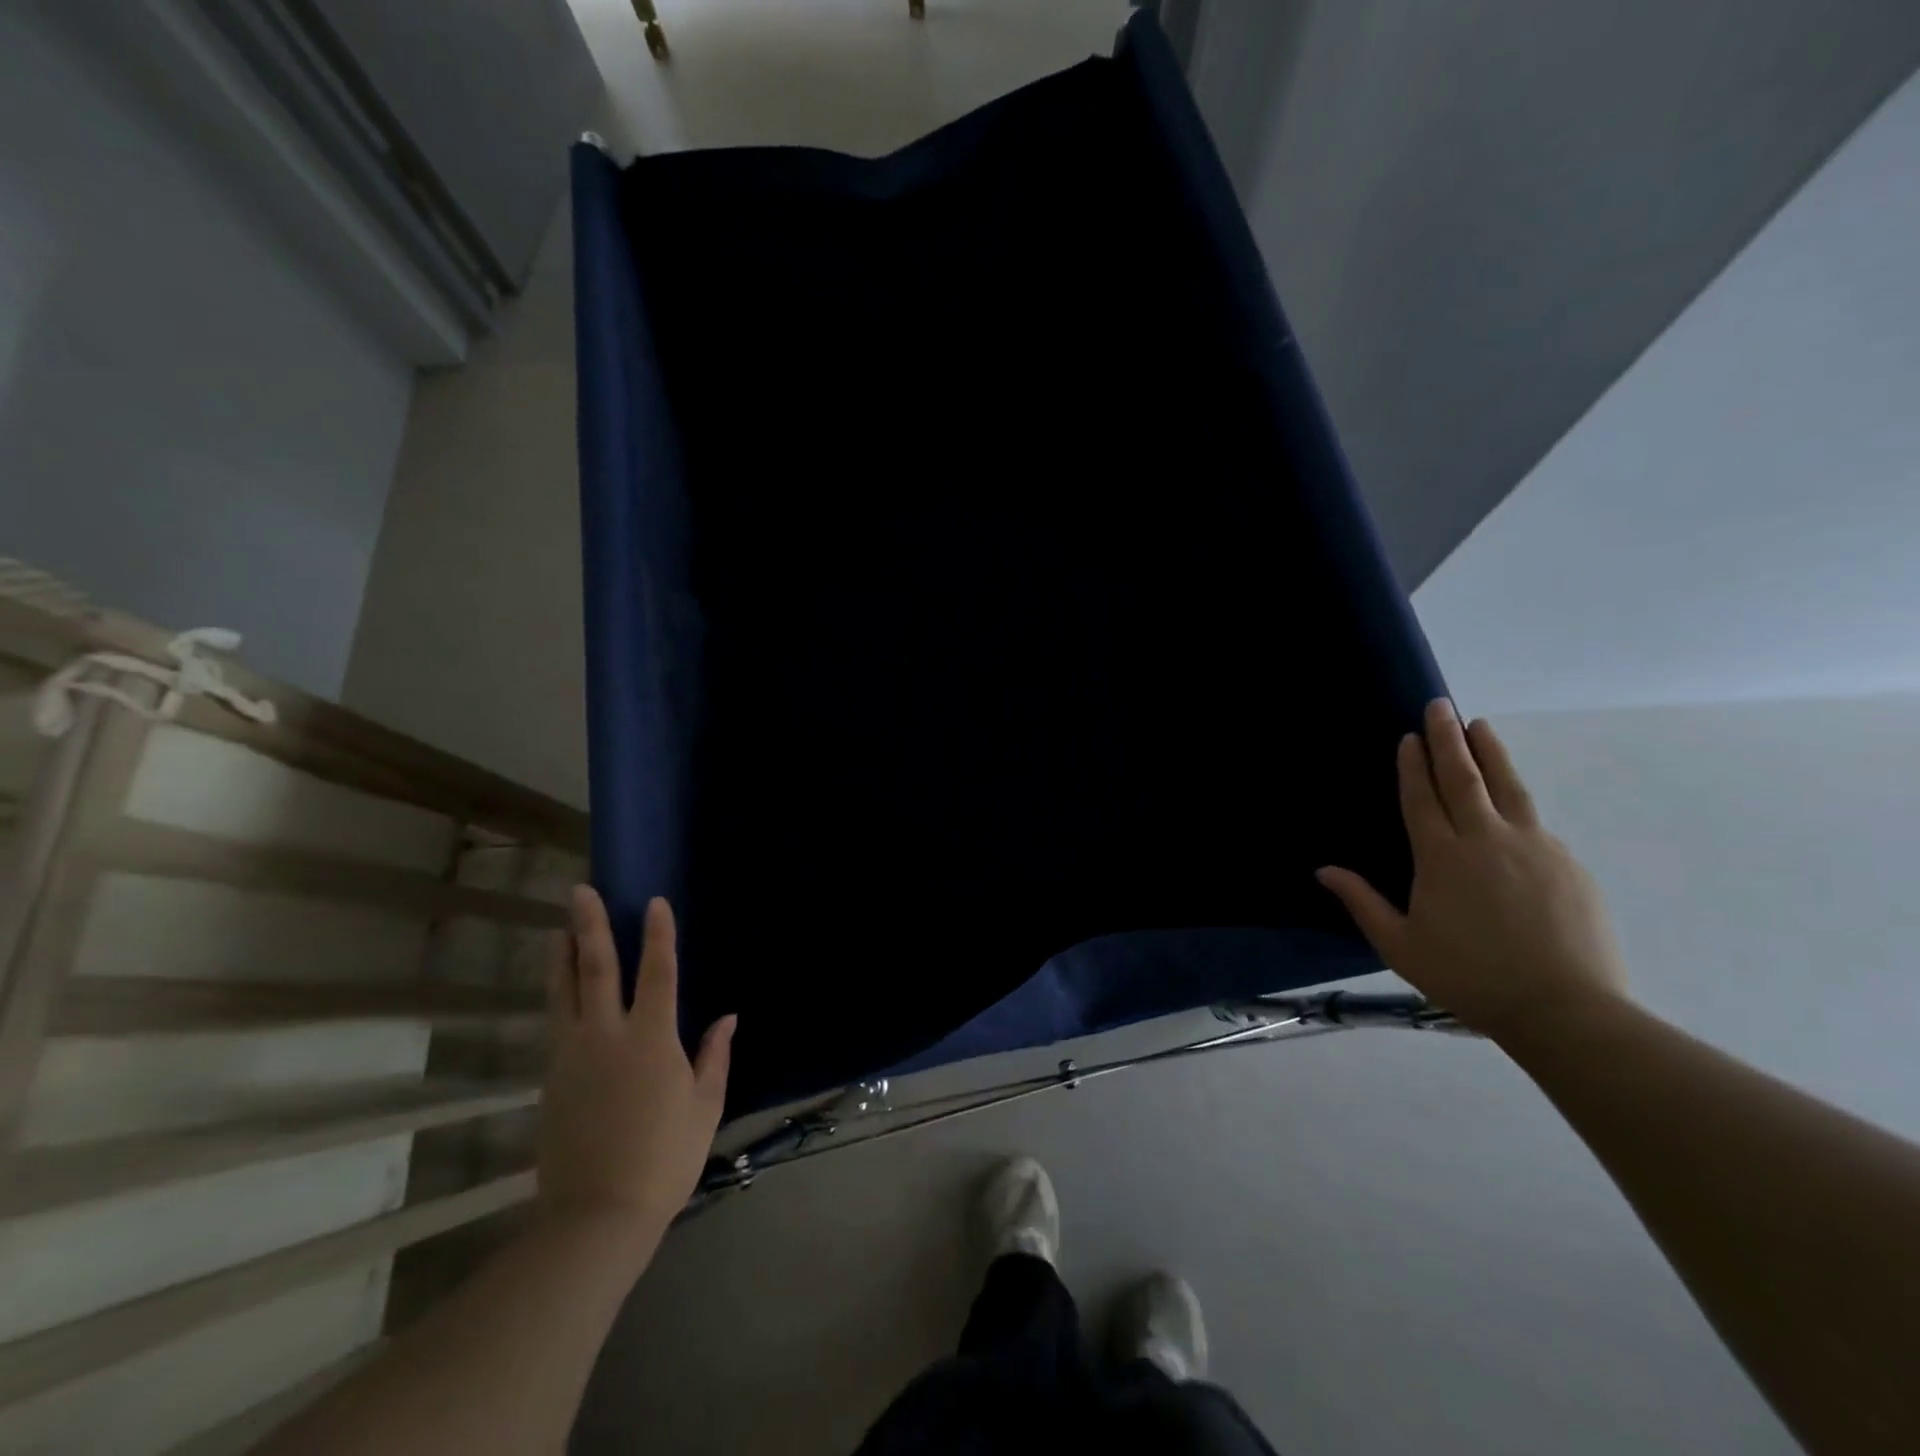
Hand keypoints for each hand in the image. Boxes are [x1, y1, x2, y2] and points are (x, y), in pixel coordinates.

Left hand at [537, 887, 734, 1251]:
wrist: (597, 1214)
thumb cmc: (665, 1157)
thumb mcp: (705, 1105)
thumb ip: (715, 1055)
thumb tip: (728, 1017)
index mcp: (652, 1039)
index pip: (657, 972)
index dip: (658, 934)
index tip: (654, 902)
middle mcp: (607, 1036)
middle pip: (596, 968)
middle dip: (589, 926)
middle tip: (580, 891)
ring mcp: (572, 1055)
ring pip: (563, 992)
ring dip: (562, 955)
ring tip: (560, 927)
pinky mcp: (552, 1078)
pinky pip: (555, 1023)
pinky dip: (558, 995)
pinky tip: (561, 988)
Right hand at [1316, 700, 1630, 1041]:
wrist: (1565, 1008)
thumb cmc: (1469, 976)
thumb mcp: (1400, 946)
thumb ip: (1362, 902)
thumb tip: (1323, 870)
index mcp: (1441, 857)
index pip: (1421, 798)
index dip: (1412, 765)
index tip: (1408, 737)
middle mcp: (1486, 839)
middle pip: (1463, 778)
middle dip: (1447, 739)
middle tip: (1439, 706)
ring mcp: (1533, 846)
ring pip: (1506, 786)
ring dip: (1489, 752)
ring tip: (1479, 724)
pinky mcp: (1566, 863)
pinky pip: (1533, 819)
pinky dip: (1515, 797)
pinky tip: (1510, 798)